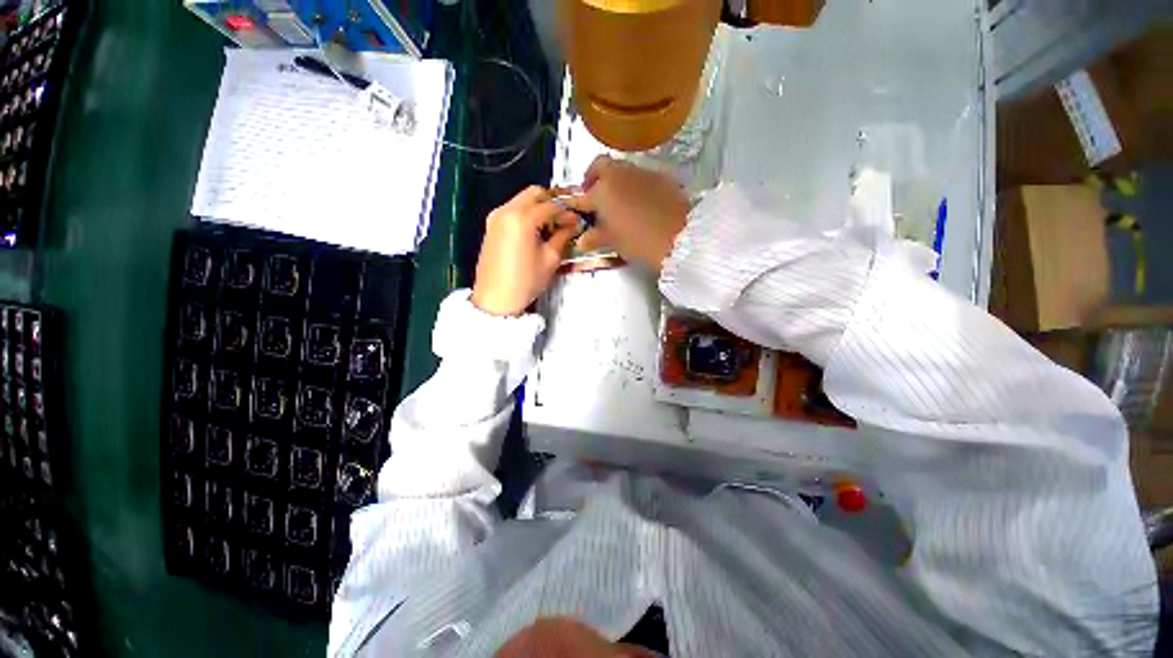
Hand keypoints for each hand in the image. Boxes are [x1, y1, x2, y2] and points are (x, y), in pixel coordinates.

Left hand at [471, 186, 577, 316]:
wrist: (494, 299)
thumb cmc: (525, 282)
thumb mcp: (550, 260)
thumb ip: (562, 237)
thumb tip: (572, 225)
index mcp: (522, 218)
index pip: (551, 205)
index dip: (567, 211)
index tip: (577, 220)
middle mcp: (506, 210)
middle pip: (534, 193)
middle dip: (552, 201)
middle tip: (564, 217)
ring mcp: (496, 216)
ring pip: (522, 200)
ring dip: (539, 207)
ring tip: (552, 225)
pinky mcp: (491, 226)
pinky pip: (513, 210)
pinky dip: (527, 213)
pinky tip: (537, 230)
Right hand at [573, 156, 689, 272]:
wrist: (681, 236)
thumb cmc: (640, 241)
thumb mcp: (615, 241)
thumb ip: (596, 236)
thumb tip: (583, 239)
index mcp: (603, 191)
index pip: (583, 195)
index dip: (577, 202)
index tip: (576, 208)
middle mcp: (619, 174)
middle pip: (600, 166)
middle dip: (593, 177)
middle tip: (593, 194)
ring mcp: (641, 172)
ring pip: (621, 168)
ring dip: (614, 179)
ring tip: (616, 199)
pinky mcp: (660, 176)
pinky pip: (640, 175)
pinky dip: (632, 183)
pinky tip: (637, 200)